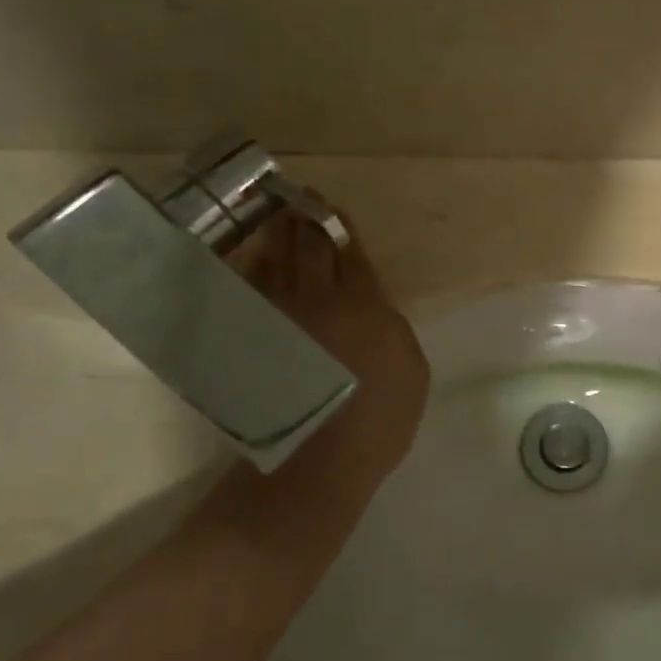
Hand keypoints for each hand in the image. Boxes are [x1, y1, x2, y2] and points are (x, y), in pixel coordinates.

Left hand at [207, 206, 428, 562]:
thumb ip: (392, 325)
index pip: (350, 252)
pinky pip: (247, 292)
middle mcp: (319, 300)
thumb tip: (372, 304)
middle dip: (303, 218)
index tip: (327, 206)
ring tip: (272, 219)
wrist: (319, 461)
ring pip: (274, 263)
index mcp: (365, 304)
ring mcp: (279, 318)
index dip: (339, 225)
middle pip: (308, 247)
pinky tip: (249, 261)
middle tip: (294, 198)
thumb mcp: (412, 369)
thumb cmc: (378, 420)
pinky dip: (249, 271)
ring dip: (274, 237)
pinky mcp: (251, 340)